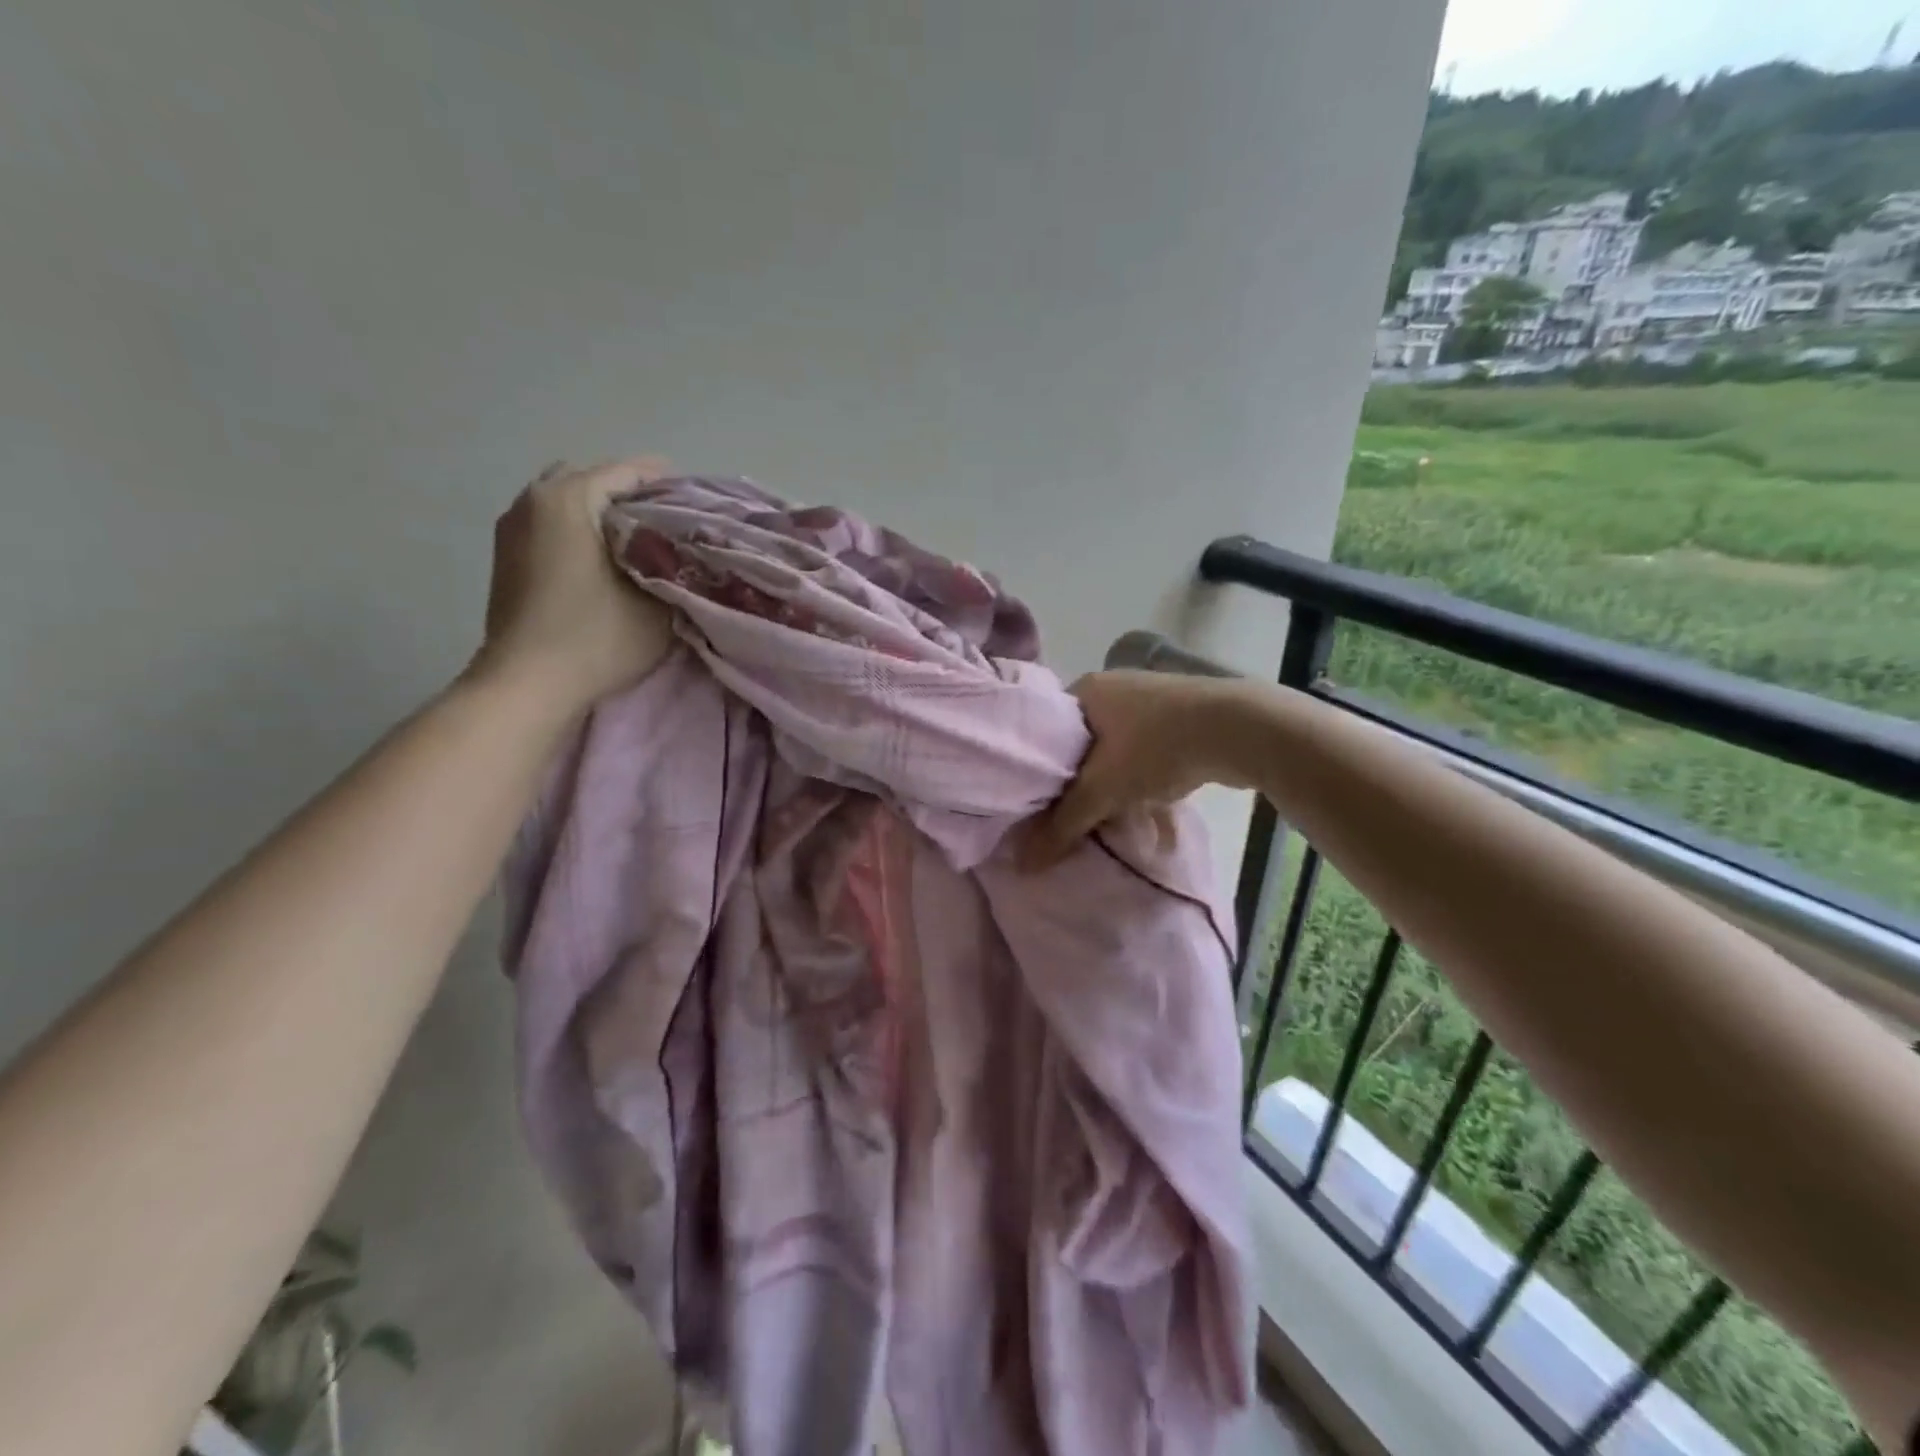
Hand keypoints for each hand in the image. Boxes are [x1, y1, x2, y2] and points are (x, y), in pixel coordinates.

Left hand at [469, 456, 675, 712]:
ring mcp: (512, 528)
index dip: (668, 484)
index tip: (699, 500)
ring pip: (569, 503)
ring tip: (640, 543)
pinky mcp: (507, 557)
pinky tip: (607, 560)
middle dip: (630, 496)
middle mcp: (533, 501)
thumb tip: (686, 554)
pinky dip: (581, 532)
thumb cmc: (596, 638)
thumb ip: (676, 570)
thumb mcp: (658, 604)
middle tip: (667, 522)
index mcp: (568, 499)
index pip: (626, 472)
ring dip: (603, 515)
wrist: (528, 684)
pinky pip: (552, 525)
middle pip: (592, 480)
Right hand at [1020, 670, 1257, 867]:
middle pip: (1083, 748)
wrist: (1238, 728)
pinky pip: (1150, 756)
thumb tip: (1025, 863)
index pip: (1046, 733)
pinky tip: (1158, 818)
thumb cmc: (1155, 747)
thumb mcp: (1102, 789)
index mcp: (1085, 691)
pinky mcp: (1181, 718)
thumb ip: (1063, 825)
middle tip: (1078, 820)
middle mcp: (1114, 689)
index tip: (1040, 805)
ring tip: (1119, 824)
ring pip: (1118, 755)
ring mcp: (1150, 701)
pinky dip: (1149, 786)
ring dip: (1119, 792)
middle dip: (1084, 788)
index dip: (1041, 771)